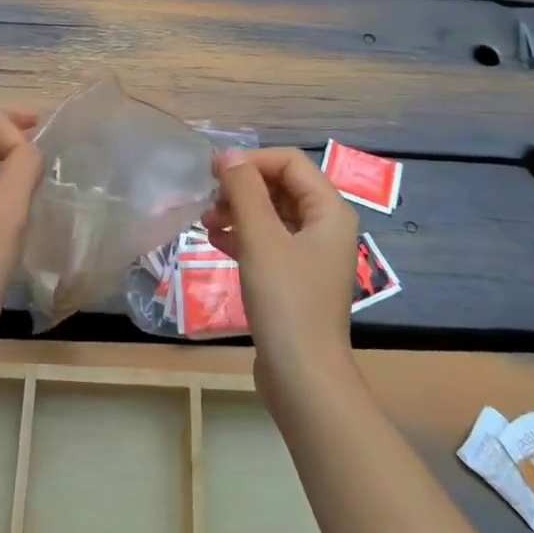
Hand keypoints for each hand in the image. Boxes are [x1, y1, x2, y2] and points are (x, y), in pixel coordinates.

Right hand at [202, 148, 358, 395]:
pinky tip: (215, 241)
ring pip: (272, 215)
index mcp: (329, 211)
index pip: (290, 163)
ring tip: (204, 222)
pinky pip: (268, 242)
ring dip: (238, 211)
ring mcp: (311, 255)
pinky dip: (243, 236)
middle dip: (242, 188)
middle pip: (281, 187)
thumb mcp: (261, 239)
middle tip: (207, 200)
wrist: (303, 377)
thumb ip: (244, 191)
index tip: (213, 172)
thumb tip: (228, 155)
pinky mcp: (295, 279)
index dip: (251, 161)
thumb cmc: (286, 301)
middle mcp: (326, 227)